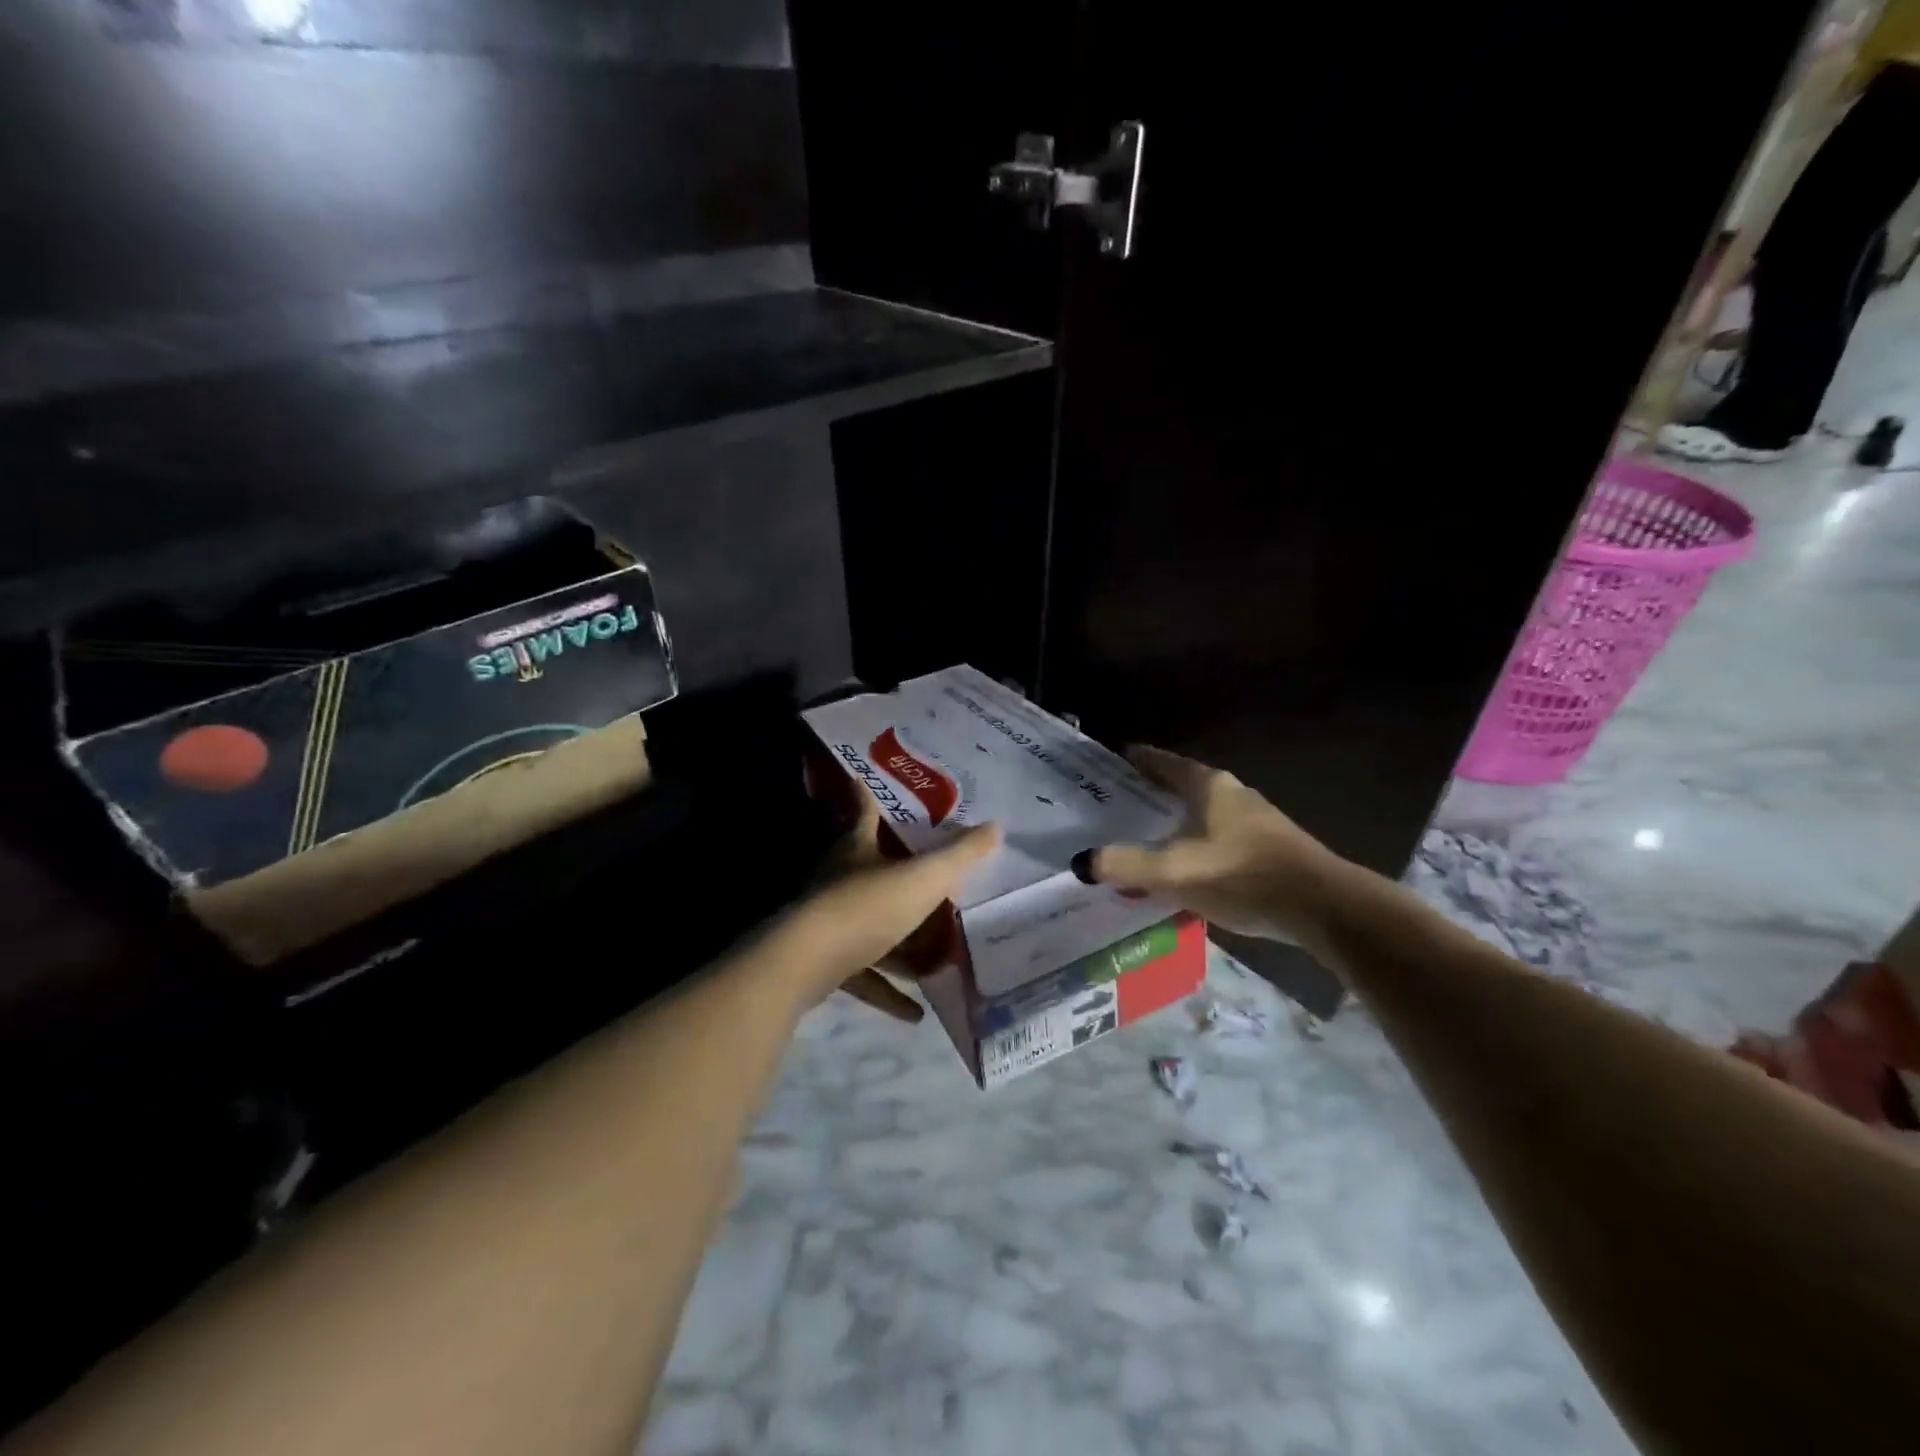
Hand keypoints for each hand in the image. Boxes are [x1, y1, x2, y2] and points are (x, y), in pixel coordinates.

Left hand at [775, 798, 1000, 1019]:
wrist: (805, 962)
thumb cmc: (866, 905)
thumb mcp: (923, 878)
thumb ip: (960, 856)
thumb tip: (997, 825)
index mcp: (856, 849)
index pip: (864, 813)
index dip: (866, 794)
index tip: (861, 778)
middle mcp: (838, 881)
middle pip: (867, 869)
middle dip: (893, 873)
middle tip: (926, 878)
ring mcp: (828, 923)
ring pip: (868, 928)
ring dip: (899, 945)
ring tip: (935, 958)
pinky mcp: (824, 964)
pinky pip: (863, 977)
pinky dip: (888, 992)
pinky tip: (915, 1013)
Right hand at [1078, 746, 1347, 943]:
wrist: (1322, 908)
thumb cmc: (1243, 875)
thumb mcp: (1175, 871)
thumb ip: (1126, 865)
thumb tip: (1082, 862)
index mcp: (1210, 787)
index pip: (1166, 763)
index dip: (1140, 760)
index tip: (1116, 759)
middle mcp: (1233, 795)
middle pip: (1184, 788)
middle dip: (1153, 796)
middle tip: (1121, 806)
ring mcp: (1255, 822)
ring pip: (1202, 817)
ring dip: (1176, 827)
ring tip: (1146, 843)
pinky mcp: (1268, 851)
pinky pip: (1218, 842)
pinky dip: (1195, 850)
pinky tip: (1184, 875)